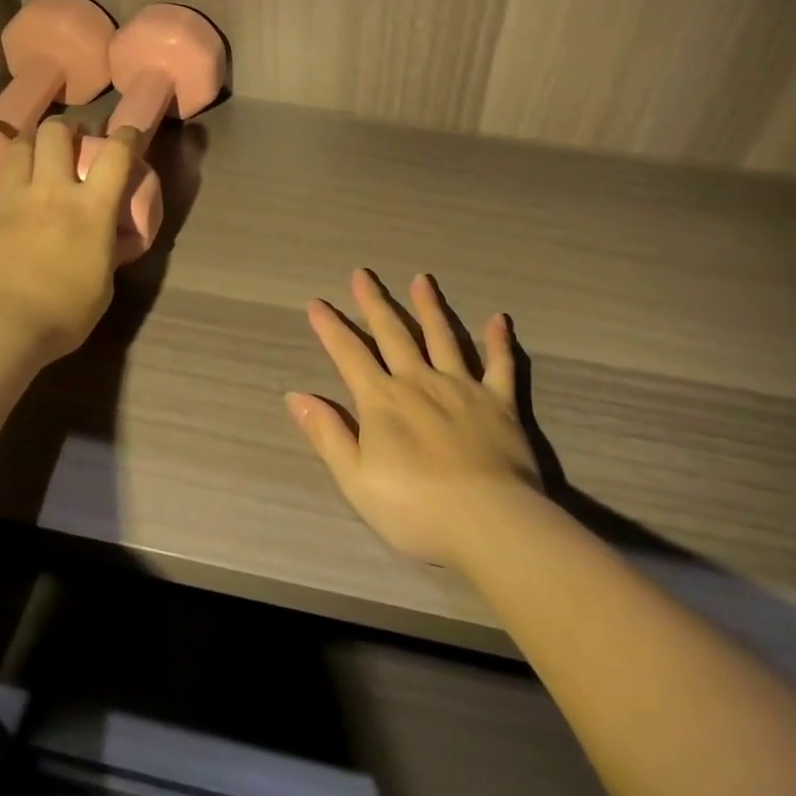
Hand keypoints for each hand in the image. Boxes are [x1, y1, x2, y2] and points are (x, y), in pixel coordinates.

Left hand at [0, 118, 142, 363]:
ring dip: (26, 140)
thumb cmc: (64, 313)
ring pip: (17, 150)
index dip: (127, 137)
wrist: (2, 328)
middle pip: (56, 136)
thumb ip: (106, 254)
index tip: (130, 133)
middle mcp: (52, 192)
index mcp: (92, 208)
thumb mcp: (103, 285)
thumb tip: (109, 242)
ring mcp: (10, 201)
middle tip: (71, 138)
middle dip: (66, 130)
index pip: (116, 157)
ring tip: (32, 143)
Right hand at [286, 269, 541, 566]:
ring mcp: (462, 387)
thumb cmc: (414, 509)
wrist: (488, 522)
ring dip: (430, 307)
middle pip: (394, 334)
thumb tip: (295, 396)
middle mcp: (419, 381)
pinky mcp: (499, 402)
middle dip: (374, 303)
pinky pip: (500, 364)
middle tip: (362, 274)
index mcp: (383, 401)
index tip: (317, 303)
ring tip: (422, 279)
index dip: (331, 328)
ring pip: (443, 337)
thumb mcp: (355, 479)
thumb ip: (327, 434)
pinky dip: (498, 341)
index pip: (349, 355)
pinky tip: (498, 318)